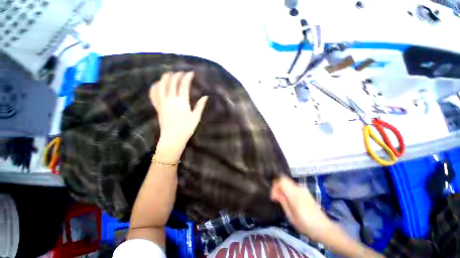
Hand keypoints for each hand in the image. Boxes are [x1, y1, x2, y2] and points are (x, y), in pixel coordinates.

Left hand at [149, 72, 208, 157]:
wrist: (173, 138)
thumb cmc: (186, 128)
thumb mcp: (196, 117)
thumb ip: (200, 106)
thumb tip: (205, 97)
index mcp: (181, 102)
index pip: (183, 85)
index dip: (187, 77)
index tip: (190, 73)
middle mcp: (171, 99)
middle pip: (172, 83)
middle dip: (176, 75)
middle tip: (181, 72)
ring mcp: (163, 103)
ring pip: (161, 86)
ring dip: (164, 78)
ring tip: (168, 74)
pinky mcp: (158, 107)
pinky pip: (154, 95)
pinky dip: (154, 88)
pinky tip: (156, 84)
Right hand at [271, 177, 331, 240]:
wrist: (324, 228)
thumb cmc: (306, 225)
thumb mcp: (291, 217)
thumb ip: (283, 202)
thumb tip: (276, 194)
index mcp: (295, 194)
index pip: (281, 181)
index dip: (275, 186)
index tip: (273, 197)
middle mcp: (299, 188)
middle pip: (284, 179)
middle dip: (278, 187)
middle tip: (276, 198)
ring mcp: (303, 189)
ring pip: (288, 182)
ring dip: (283, 188)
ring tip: (281, 199)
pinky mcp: (306, 192)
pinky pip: (293, 186)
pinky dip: (288, 190)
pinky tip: (289, 200)